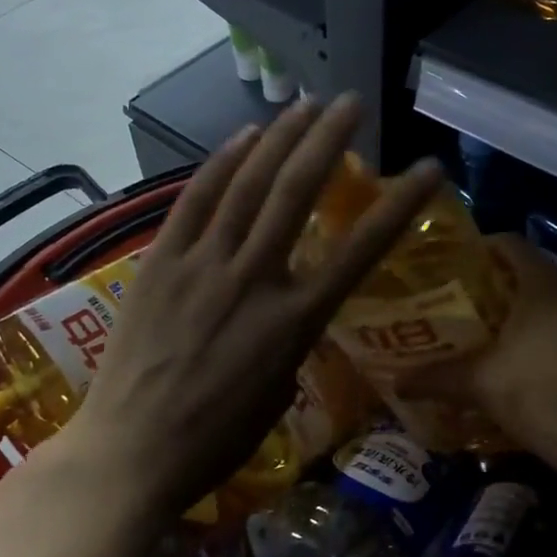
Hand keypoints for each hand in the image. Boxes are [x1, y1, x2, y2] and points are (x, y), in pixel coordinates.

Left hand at [27, 94, 442, 529]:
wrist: (130, 453)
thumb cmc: (215, 440)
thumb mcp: (280, 393)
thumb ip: (295, 338)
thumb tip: (295, 305)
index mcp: (294, 321)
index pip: (360, 250)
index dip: (399, 205)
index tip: (426, 169)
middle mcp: (253, 279)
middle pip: (296, 193)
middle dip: (328, 140)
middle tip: (351, 102)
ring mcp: (202, 265)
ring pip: (248, 186)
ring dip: (279, 138)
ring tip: (305, 103)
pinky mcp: (161, 262)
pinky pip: (195, 201)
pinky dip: (221, 164)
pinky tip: (244, 136)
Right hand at [398, 234, 556, 467]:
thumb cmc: (538, 393)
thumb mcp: (478, 383)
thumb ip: (435, 377)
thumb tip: (395, 382)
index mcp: (543, 280)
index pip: (506, 242)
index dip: (475, 250)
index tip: (445, 268)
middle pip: (523, 271)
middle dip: (487, 285)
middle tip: (451, 301)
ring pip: (542, 300)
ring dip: (510, 312)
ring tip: (473, 330)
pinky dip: (532, 332)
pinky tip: (507, 357)